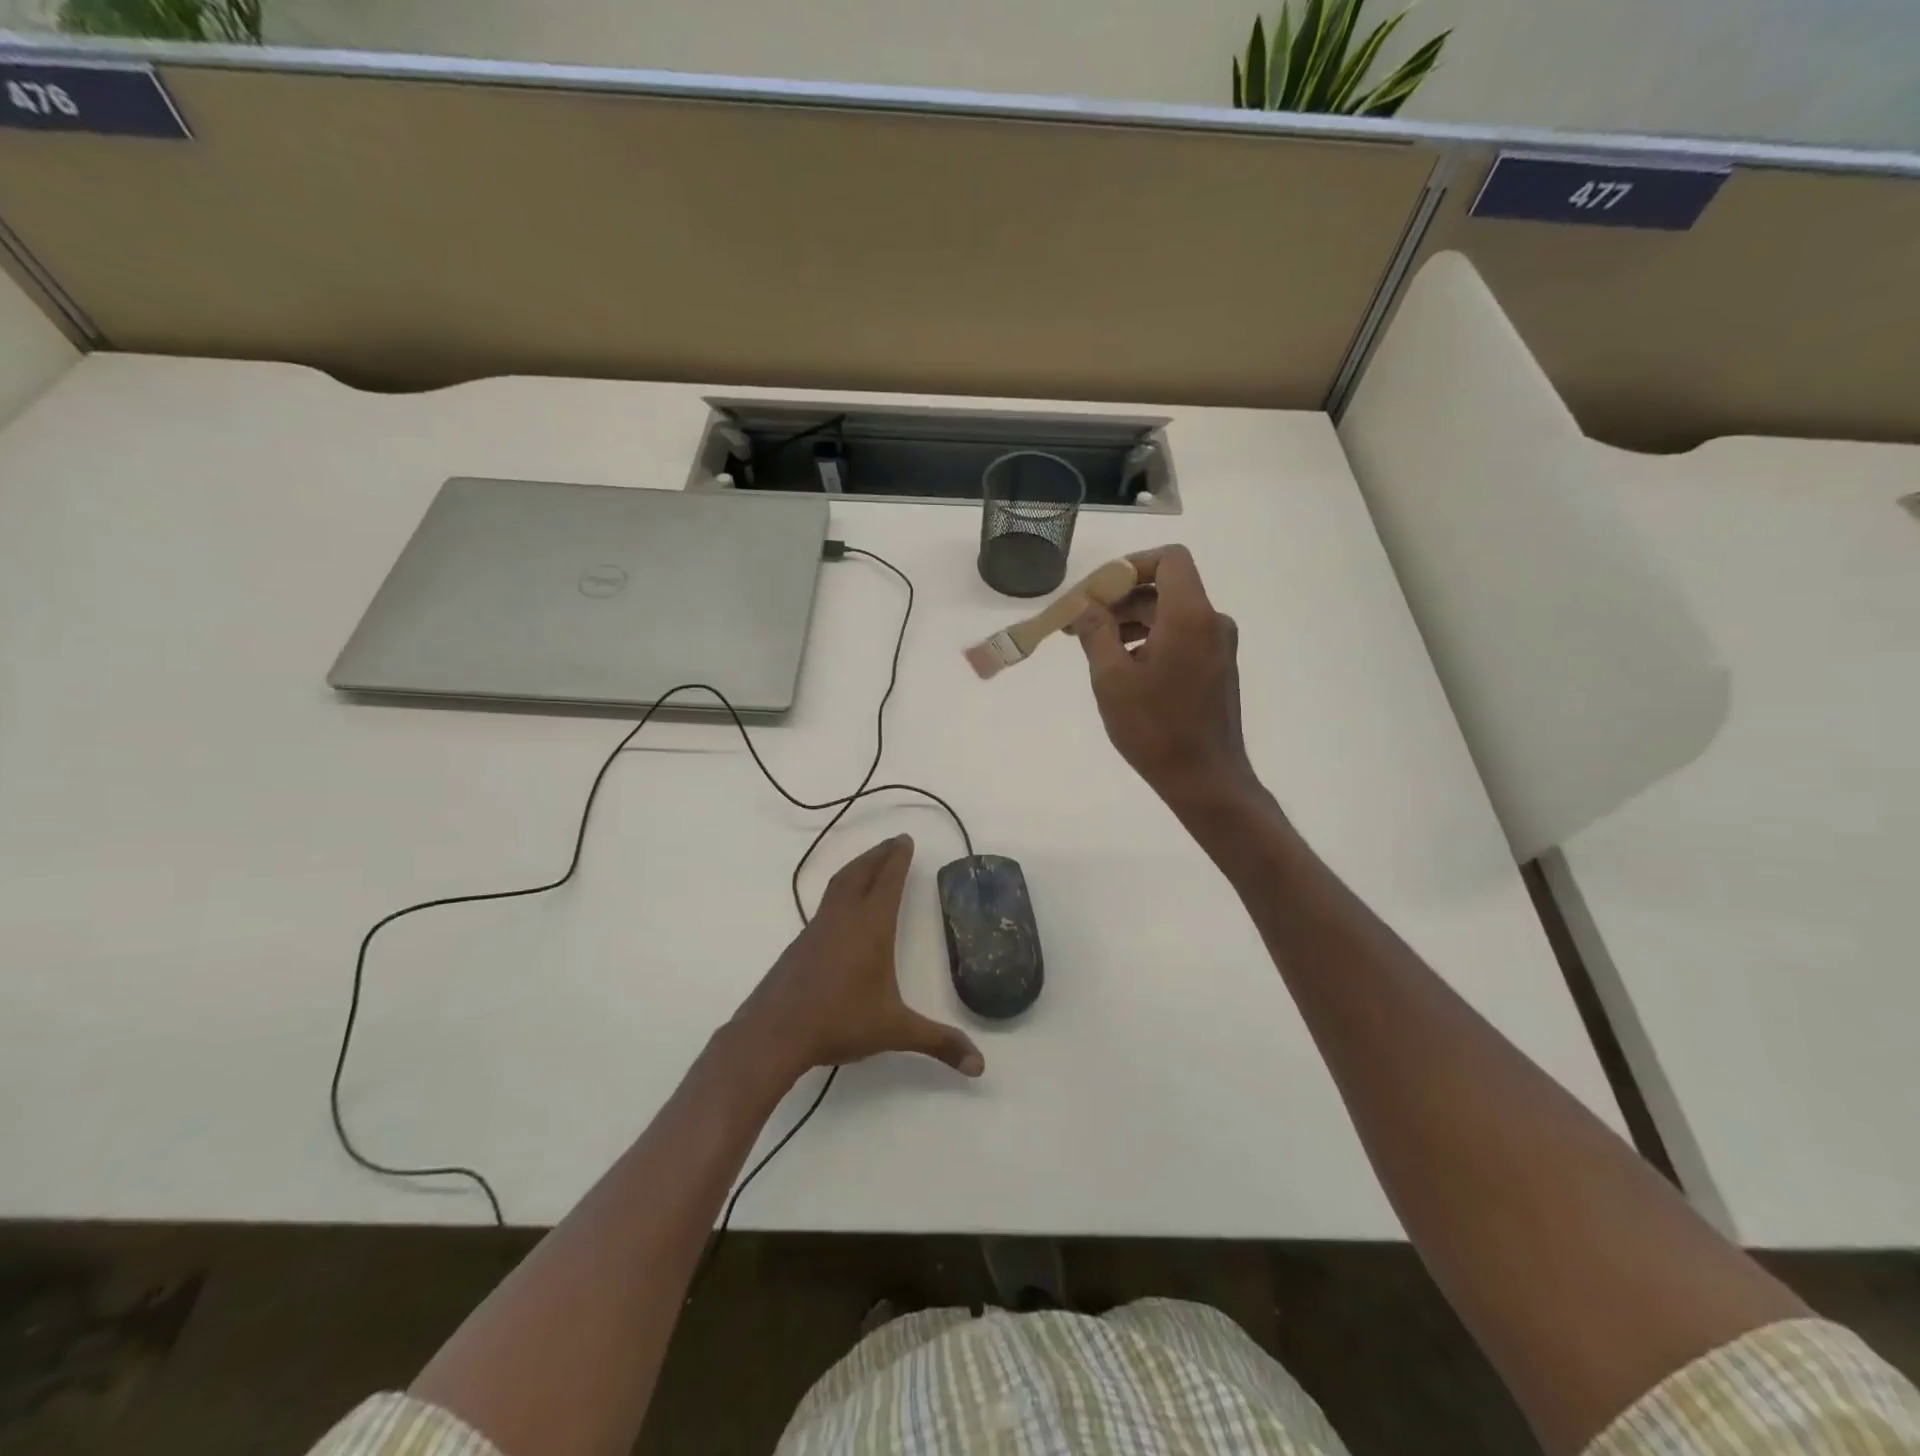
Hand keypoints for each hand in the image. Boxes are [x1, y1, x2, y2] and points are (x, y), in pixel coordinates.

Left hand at [732, 834, 983, 1084]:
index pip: (887, 881)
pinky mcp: (801, 943)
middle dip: (879, 854)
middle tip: (893, 842)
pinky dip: (841, 889)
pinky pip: (826, 903)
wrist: (774, 1033)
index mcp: (871, 927)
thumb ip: (937, 1042)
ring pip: (839, 884)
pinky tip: (842, 907)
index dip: (898, 859)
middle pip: (861, 872)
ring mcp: (818, 928)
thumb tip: (979, 1065)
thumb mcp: (894, 1031)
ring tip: (869, 863)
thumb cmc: (839, 1022)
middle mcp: (844, 918)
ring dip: (858, 867)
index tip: (906, 839)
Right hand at [1072, 545, 1258, 812]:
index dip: (1131, 565)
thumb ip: (1096, 632)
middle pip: (1166, 587)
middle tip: (1081, 622)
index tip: (1098, 590)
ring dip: (1133, 621)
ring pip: (1171, 614)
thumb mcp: (1111, 679)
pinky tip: (1124, 667)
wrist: (1205, 779)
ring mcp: (1218, 646)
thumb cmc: (1155, 729)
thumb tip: (1086, 605)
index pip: (1169, 559)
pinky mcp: (1217, 667)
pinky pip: (1181, 636)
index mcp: (1189, 616)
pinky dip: (1151, 639)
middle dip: (1121, 598)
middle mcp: (1211, 621)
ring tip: (1095, 647)